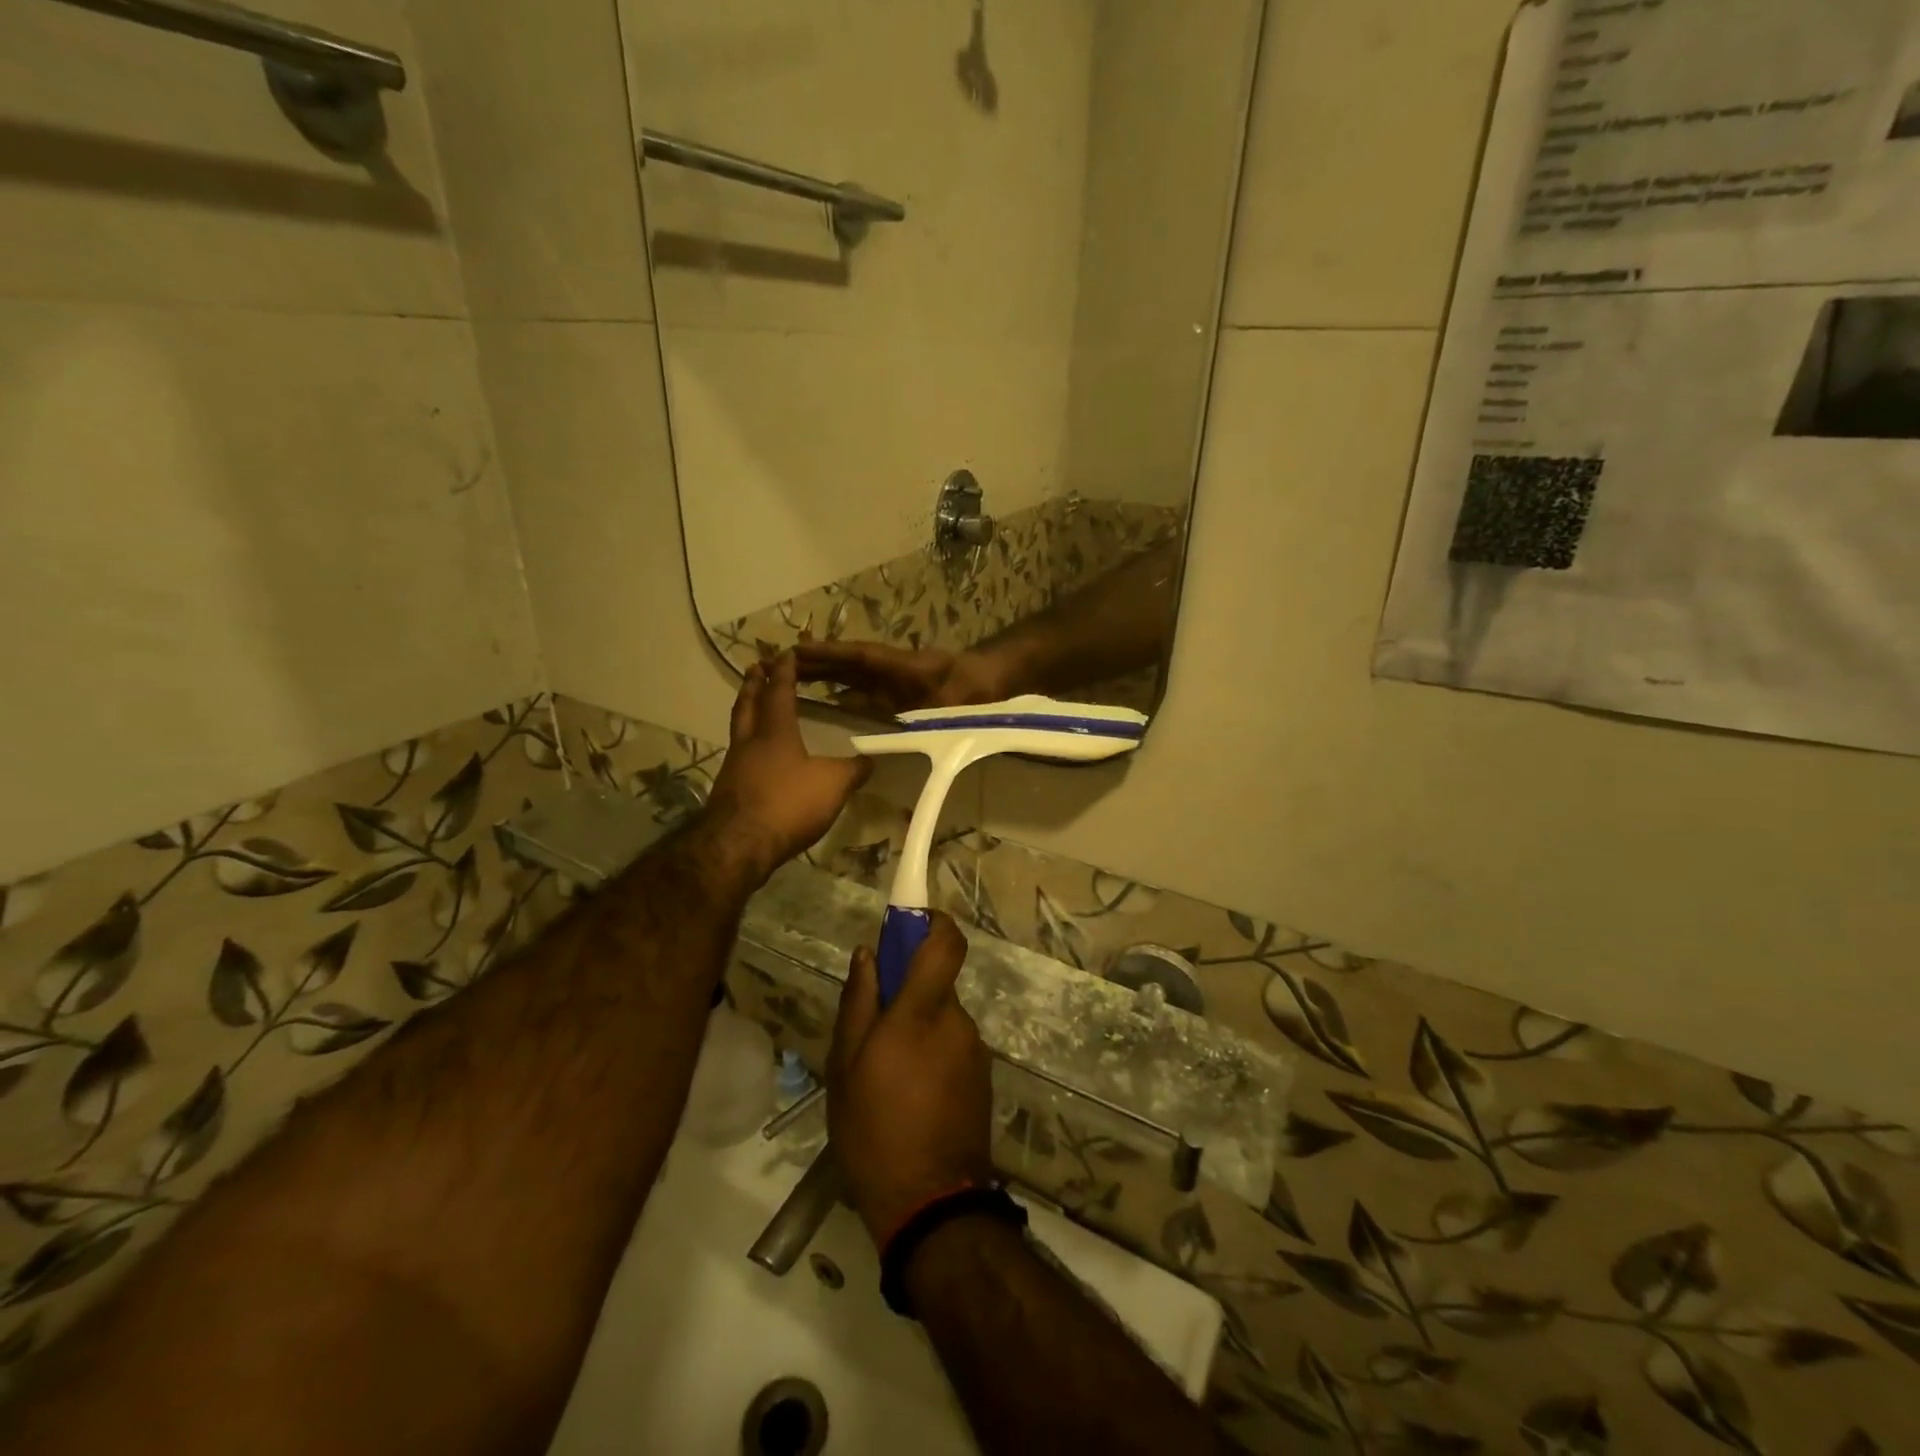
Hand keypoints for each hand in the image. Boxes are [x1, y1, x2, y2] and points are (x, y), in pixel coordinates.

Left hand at [698, 652, 872, 886]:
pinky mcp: (728, 790)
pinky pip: (738, 754)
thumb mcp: (833, 785)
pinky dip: (746, 743)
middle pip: (748, 704)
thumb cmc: (788, 804)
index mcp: (775, 732)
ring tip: (753, 703)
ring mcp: (734, 766)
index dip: (784, 672)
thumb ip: (853, 770)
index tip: (785, 653)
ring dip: (746, 710)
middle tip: (756, 666)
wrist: (739, 845)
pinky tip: (755, 754)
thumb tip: (871, 759)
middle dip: (754, 683)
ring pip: (739, 728)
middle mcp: (750, 742)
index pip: (779, 692)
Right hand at [794, 639, 1010, 716]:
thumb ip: (934, 717)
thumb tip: (908, 733)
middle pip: (847, 663)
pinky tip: (823, 704)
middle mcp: (892, 670)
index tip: (797, 651)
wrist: (996, 682)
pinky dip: (840, 693)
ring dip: (823, 675)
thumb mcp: (958, 703)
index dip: (829, 654)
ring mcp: (893, 681)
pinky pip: (862, 691)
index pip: (859, 657)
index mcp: (902, 666)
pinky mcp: (897, 693)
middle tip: (776, 662)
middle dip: (815, 662)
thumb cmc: (977, 689)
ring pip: (851, 676)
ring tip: (787, 678)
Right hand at [828, 913, 994, 1247]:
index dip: (933, 922)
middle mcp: (957, 1022)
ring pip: (942, 1019)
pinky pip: (953, 1047)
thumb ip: (858, 1003)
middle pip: (936, 985)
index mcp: (923, 1012)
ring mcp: (975, 1052)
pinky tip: (908, 1097)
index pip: (946, 943)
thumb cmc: (874, 1132)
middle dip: (908, 995)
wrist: (931, 1205)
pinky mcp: (982, 1078)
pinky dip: (931, 1055)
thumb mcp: (846, 1067)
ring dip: (917, 1031)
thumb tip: (868, 954)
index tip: (909, 923)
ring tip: (885, 1076)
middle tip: (871, 1034)